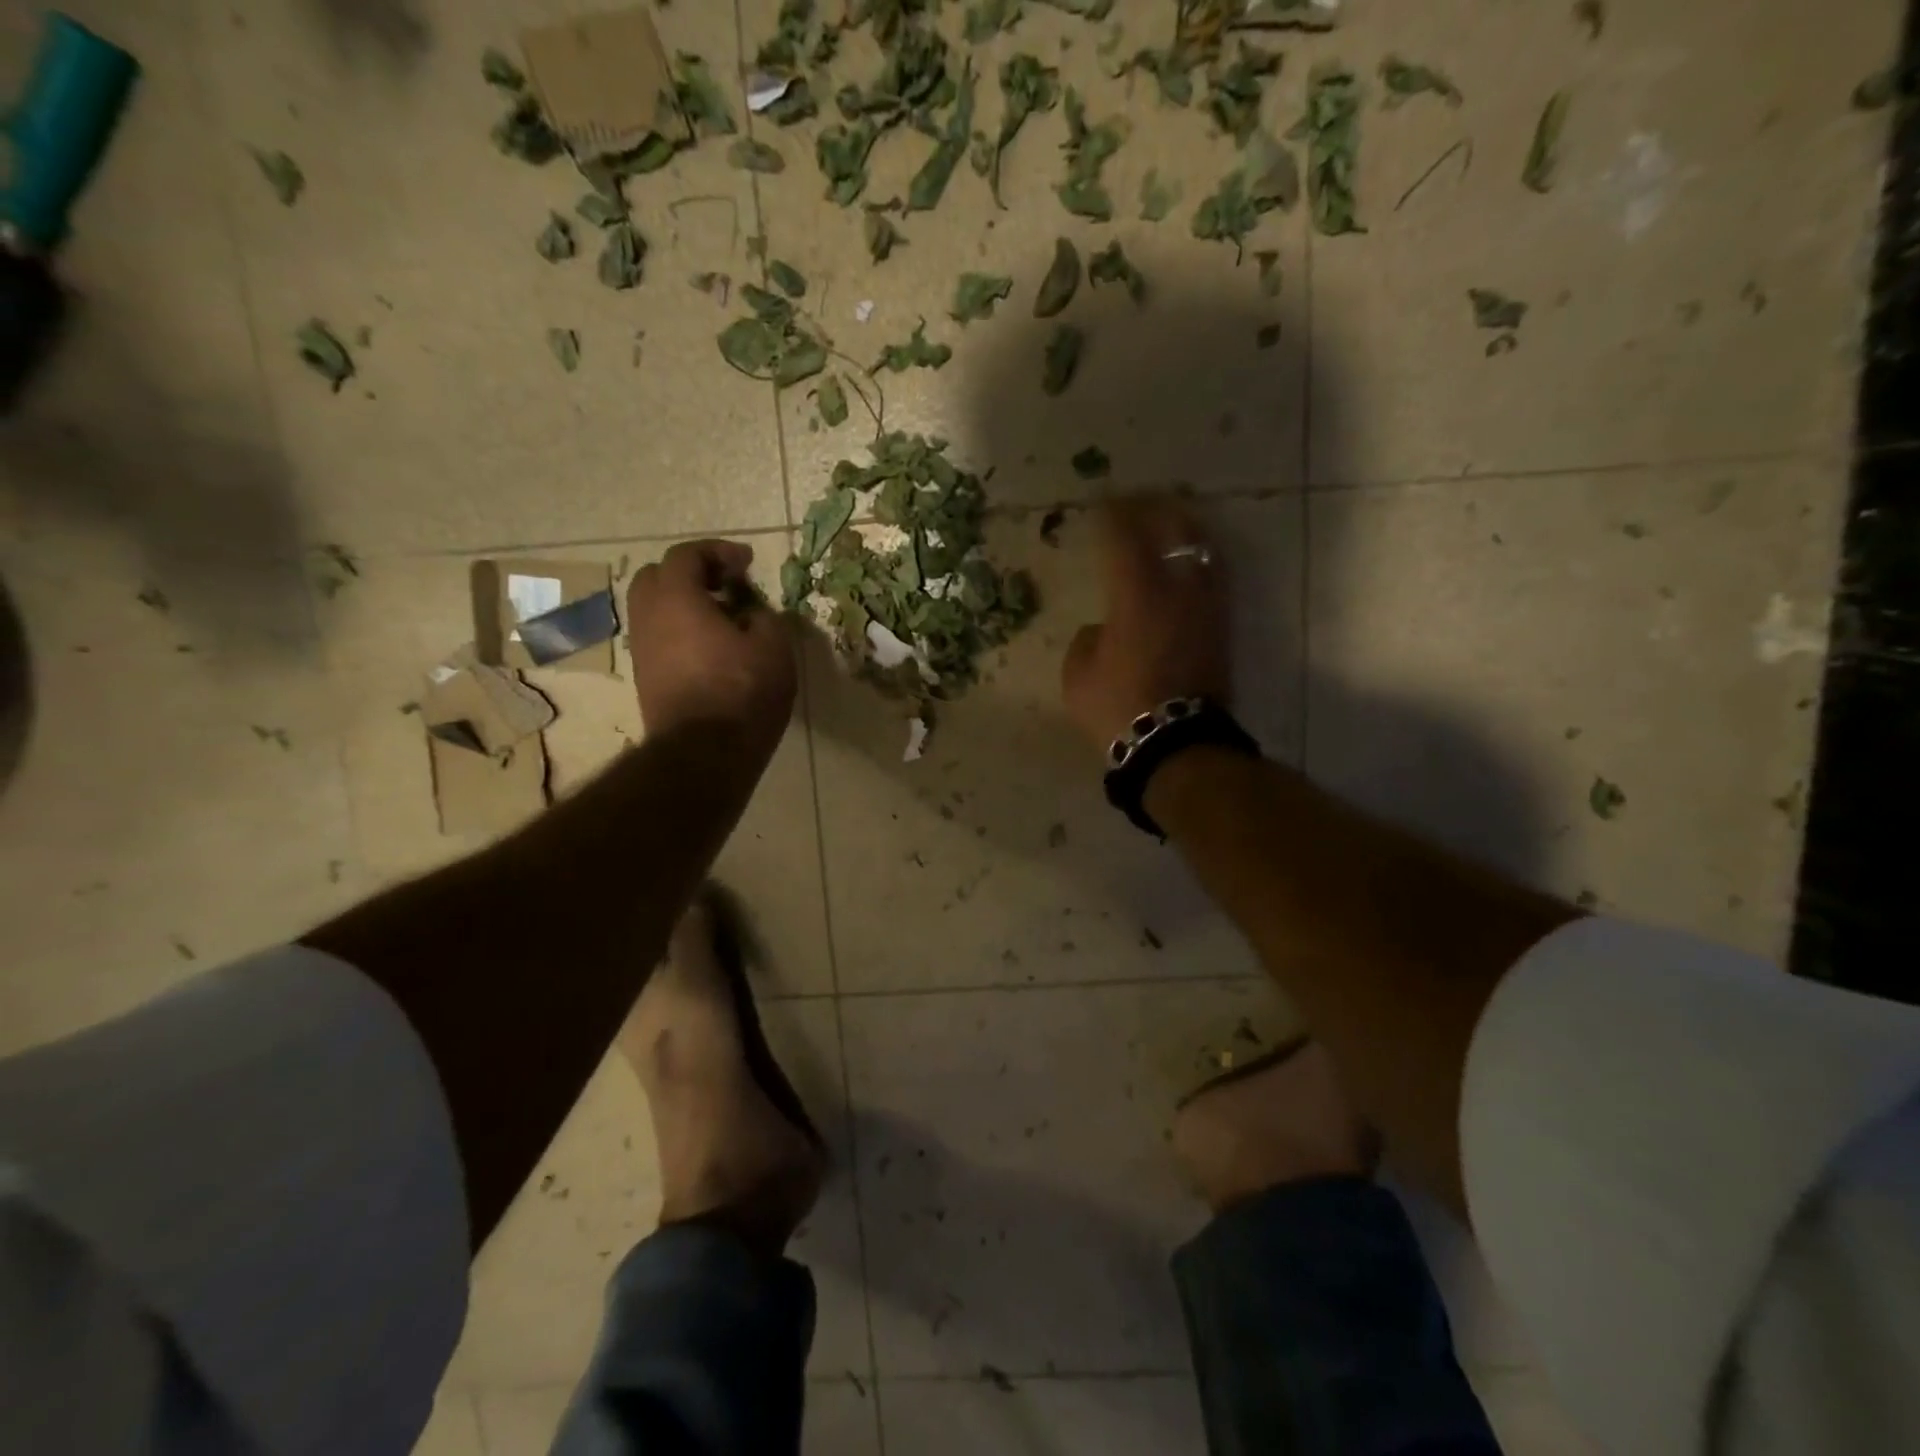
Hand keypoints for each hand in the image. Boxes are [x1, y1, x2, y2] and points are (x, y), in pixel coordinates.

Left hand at [627, 541, 796, 760]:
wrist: (704, 753)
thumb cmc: (742, 691)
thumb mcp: (773, 646)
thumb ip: (764, 617)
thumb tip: (752, 615)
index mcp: (676, 598)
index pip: (686, 555)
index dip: (718, 551)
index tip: (747, 563)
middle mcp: (649, 617)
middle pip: (658, 577)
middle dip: (692, 573)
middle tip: (727, 585)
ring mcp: (643, 650)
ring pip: (655, 610)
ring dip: (686, 605)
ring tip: (724, 620)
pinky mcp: (647, 679)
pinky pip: (660, 638)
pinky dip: (682, 631)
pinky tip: (713, 649)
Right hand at [1061, 498, 1229, 752]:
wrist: (1175, 744)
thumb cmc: (1117, 707)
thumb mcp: (1078, 676)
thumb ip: (1087, 642)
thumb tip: (1102, 630)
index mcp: (1136, 596)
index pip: (1125, 539)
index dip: (1113, 515)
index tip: (1104, 503)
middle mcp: (1177, 591)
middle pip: (1176, 531)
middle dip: (1158, 509)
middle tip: (1142, 501)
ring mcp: (1205, 610)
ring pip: (1204, 552)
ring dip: (1187, 531)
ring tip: (1175, 523)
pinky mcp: (1221, 631)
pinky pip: (1214, 582)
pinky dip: (1200, 563)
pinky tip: (1190, 566)